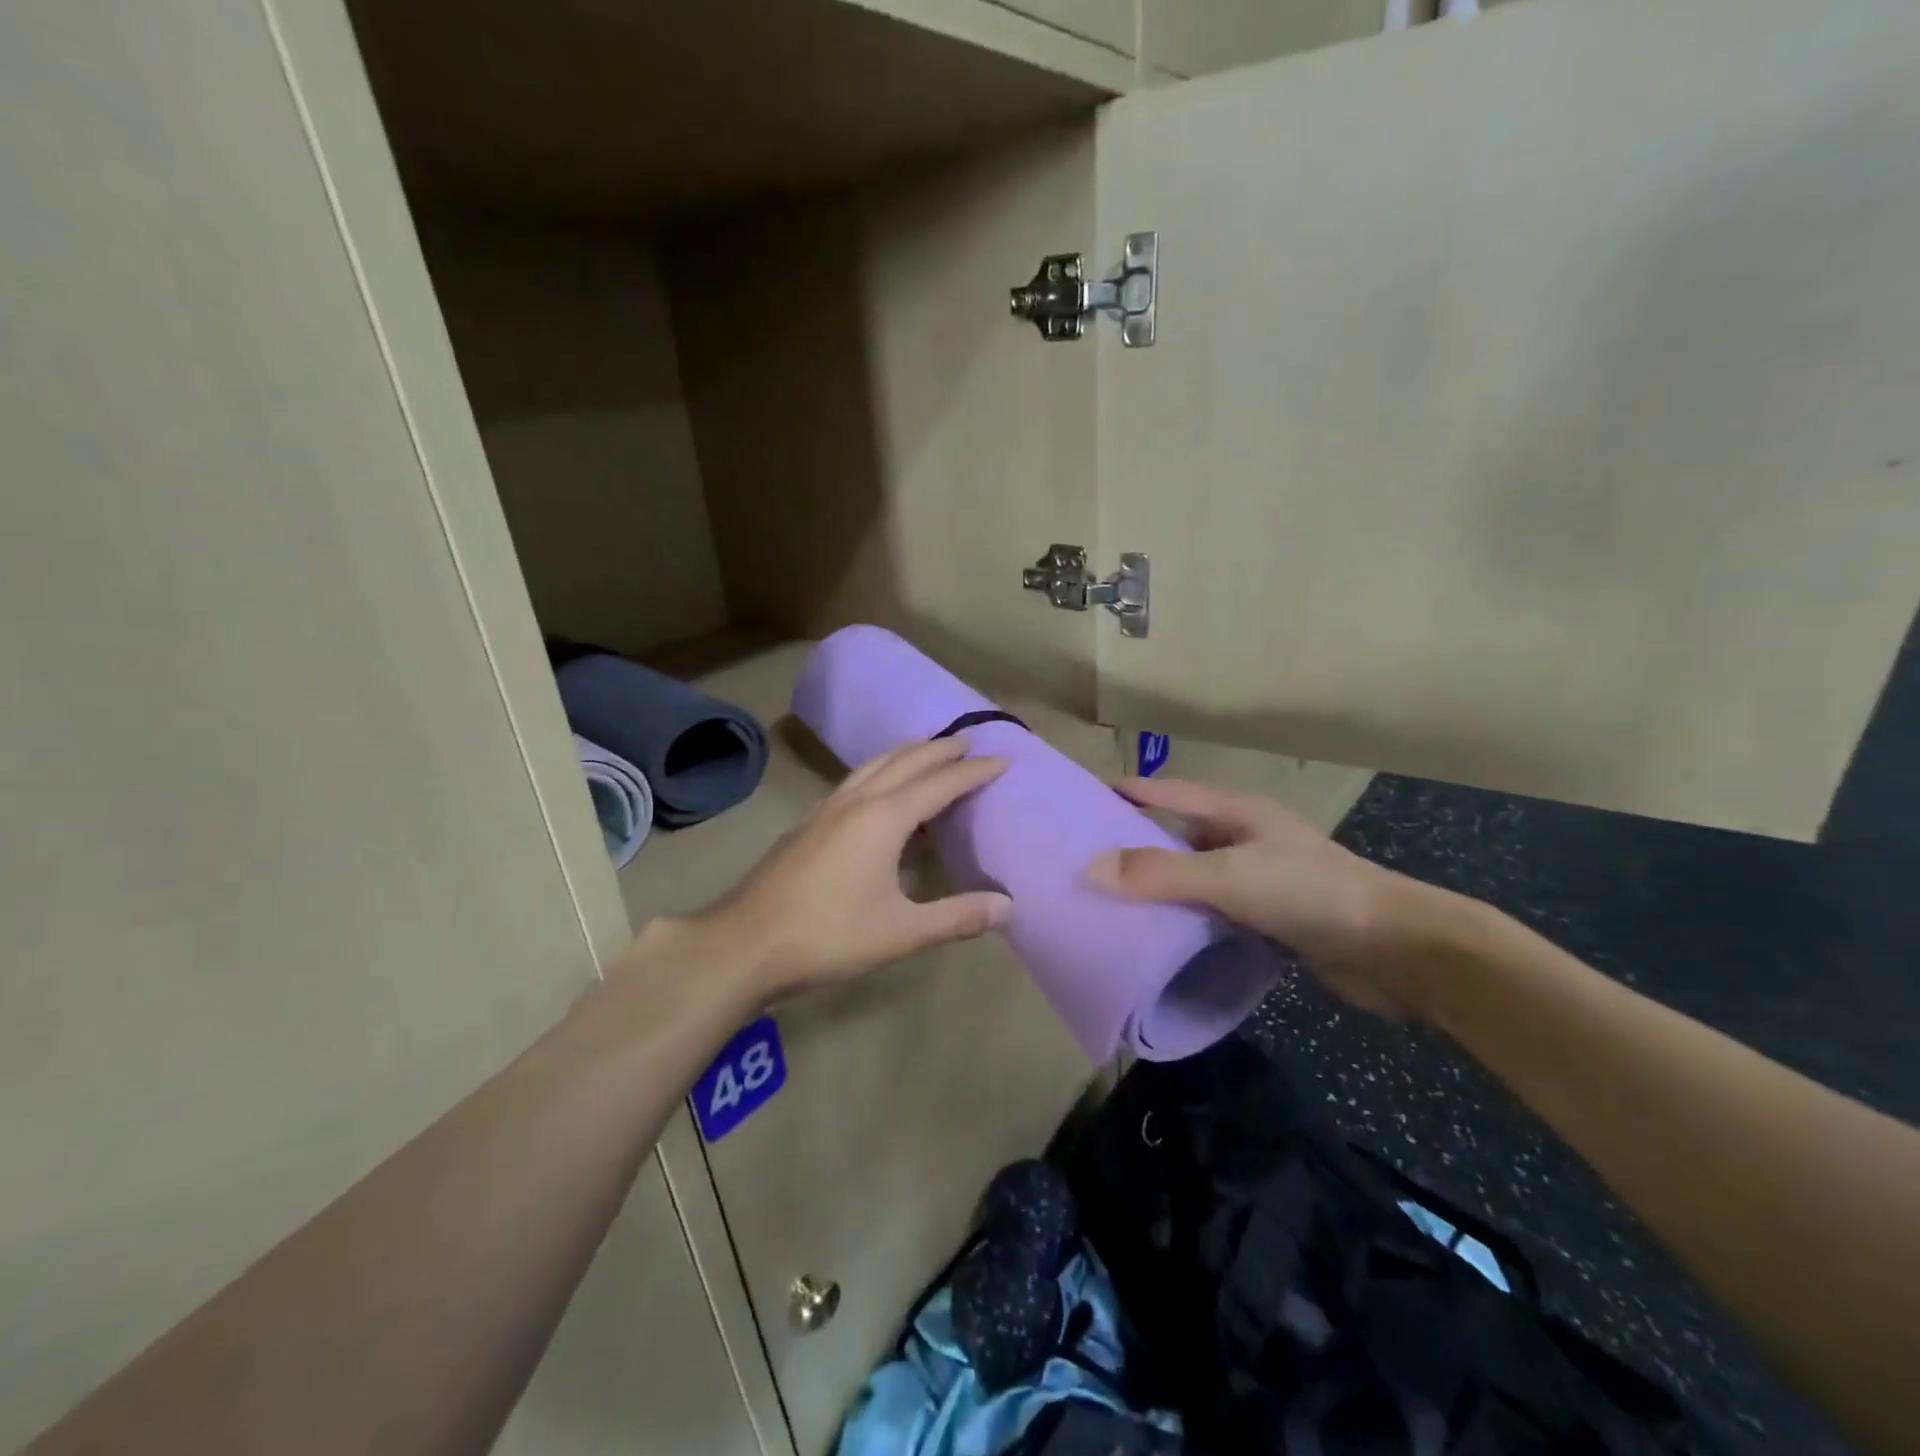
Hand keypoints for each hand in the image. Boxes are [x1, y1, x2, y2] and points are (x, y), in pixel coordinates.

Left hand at [652, 737, 1012, 1001]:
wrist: (746, 943)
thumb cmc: (829, 935)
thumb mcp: (902, 932)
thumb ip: (956, 917)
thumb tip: (1008, 907)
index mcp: (884, 818)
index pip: (941, 783)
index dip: (975, 772)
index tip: (1004, 759)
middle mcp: (857, 801)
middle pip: (906, 761)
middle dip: (941, 750)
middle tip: (969, 743)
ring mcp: (827, 808)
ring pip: (875, 765)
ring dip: (907, 754)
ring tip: (929, 753)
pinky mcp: (809, 822)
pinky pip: (856, 780)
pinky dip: (881, 771)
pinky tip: (879, 790)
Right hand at [1087, 777, 1449, 1017]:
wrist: (1397, 951)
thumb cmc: (1311, 894)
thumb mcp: (1230, 877)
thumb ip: (1162, 873)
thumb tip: (1090, 868)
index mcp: (1235, 813)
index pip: (1167, 792)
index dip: (1126, 794)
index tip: (1080, 804)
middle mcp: (1243, 839)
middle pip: (1176, 834)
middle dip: (1134, 846)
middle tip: (1083, 864)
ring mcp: (1258, 879)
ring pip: (1194, 877)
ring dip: (1159, 889)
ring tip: (1108, 904)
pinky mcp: (1269, 917)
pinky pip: (1212, 911)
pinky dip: (1186, 919)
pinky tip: (1158, 939)